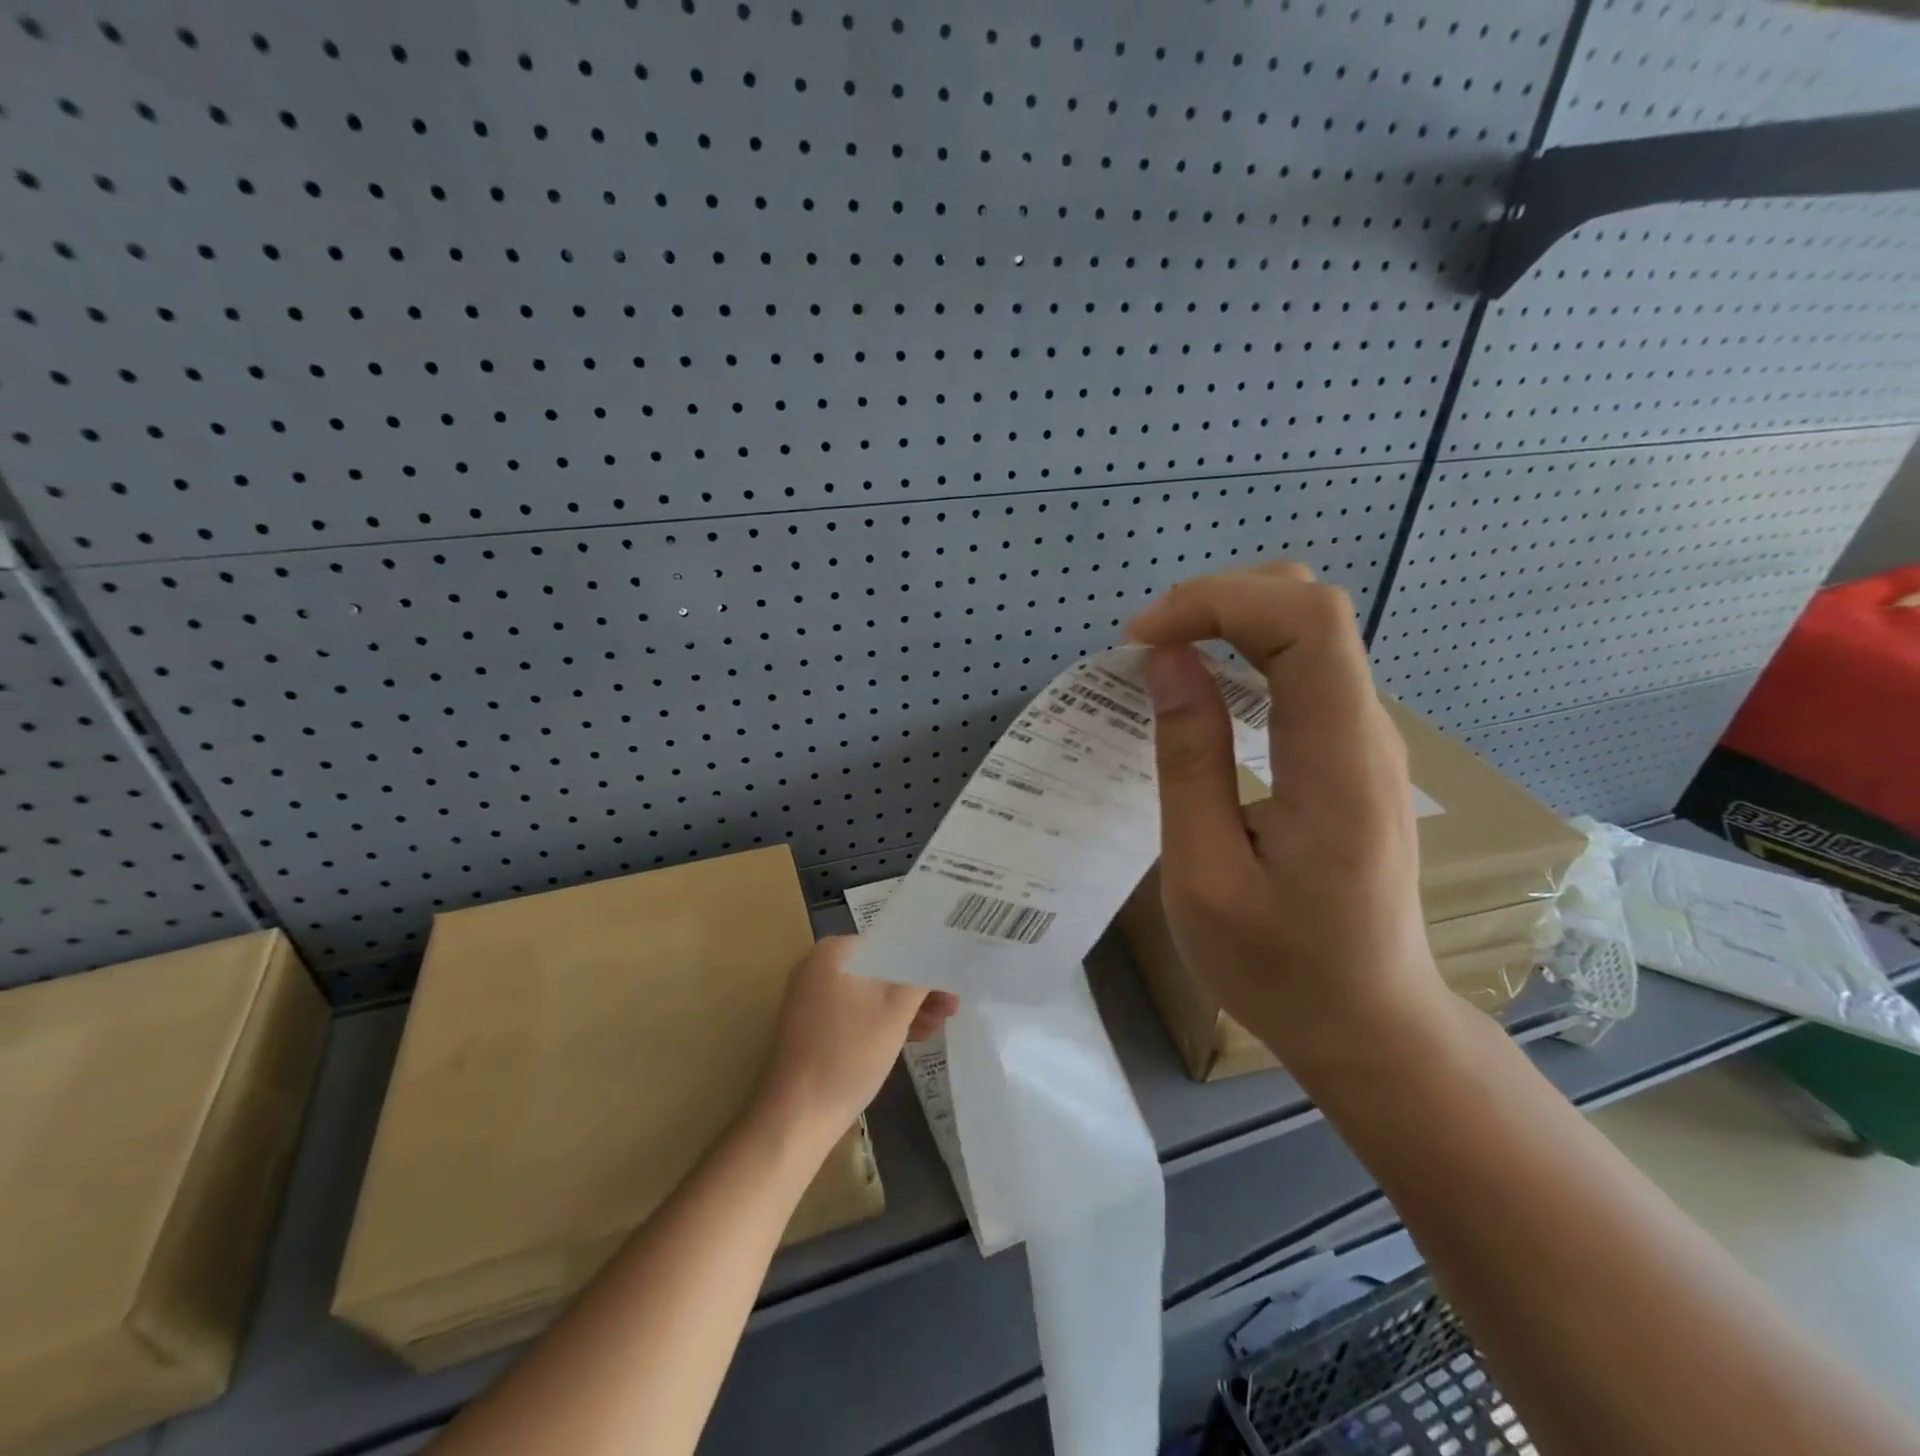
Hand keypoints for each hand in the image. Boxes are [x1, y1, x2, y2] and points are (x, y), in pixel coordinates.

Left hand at [754, 936, 957, 1141]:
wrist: (796, 1116)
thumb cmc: (849, 1054)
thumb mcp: (896, 1011)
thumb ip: (922, 977)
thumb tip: (940, 955)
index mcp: (835, 952)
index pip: (894, 945)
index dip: (928, 962)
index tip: (953, 981)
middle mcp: (819, 966)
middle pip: (883, 969)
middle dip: (919, 989)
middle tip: (952, 1007)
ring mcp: (813, 996)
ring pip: (872, 992)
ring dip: (906, 1007)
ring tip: (939, 1026)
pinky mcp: (813, 1025)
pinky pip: (857, 1011)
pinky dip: (883, 1020)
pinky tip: (913, 1036)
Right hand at [1126, 563, 1449, 1068]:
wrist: (1368, 1025)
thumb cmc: (1279, 968)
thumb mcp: (1205, 875)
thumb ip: (1188, 761)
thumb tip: (1167, 662)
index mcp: (1337, 761)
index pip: (1305, 620)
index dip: (1217, 601)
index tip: (1141, 639)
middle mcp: (1366, 733)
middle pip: (1311, 607)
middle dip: (1219, 601)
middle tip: (1146, 646)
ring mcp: (1365, 741)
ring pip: (1309, 632)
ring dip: (1229, 624)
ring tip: (1161, 663)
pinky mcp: (1350, 755)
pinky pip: (1304, 671)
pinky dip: (1244, 657)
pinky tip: (1202, 694)